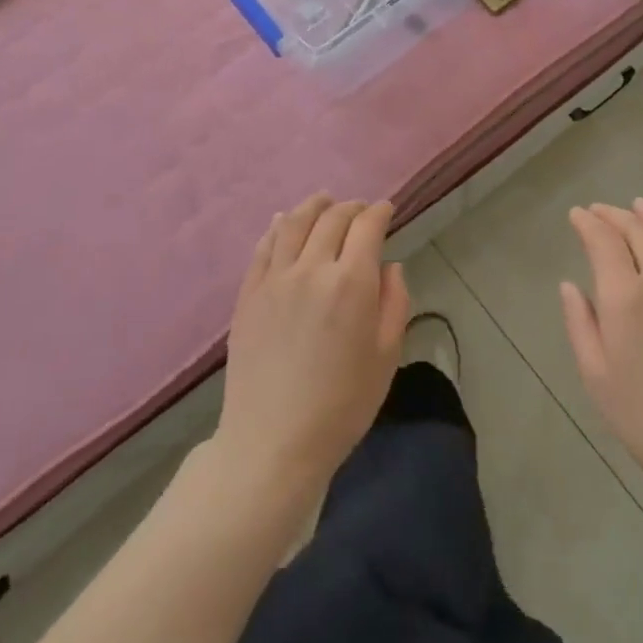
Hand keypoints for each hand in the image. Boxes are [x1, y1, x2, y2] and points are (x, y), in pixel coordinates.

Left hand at [217, 195, 409, 502]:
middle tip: (361, 210)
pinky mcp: (248, 294)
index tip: (387, 209)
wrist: (272, 442)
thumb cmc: (341, 405)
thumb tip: (389, 266)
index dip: (380, 212)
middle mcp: (312, 269)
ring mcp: (274, 279)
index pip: (367, 227)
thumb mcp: (386, 357)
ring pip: (294, 223)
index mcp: (351, 283)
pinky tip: (283, 222)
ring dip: (313, 206)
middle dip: (351, 208)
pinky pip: (264, 247)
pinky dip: (277, 227)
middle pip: (332, 219)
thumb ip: (394, 303)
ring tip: (324, 201)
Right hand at [561, 199, 642, 508]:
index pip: (604, 242)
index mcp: (626, 297)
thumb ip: (581, 325)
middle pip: (636, 232)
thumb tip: (570, 286)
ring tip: (636, 205)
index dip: (588, 224)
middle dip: (614, 216)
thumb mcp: (599, 378)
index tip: (576, 215)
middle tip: (597, 210)